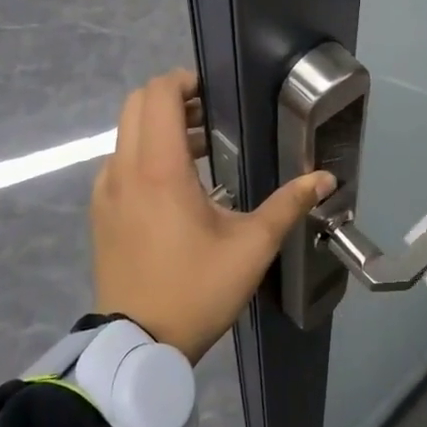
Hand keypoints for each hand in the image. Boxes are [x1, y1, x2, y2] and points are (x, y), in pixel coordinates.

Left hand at [91, 68, 333, 363]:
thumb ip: (289, 204)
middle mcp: (124, 169)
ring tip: (204, 149)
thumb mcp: (252, 247)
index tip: (215, 93)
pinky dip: (145, 154)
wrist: (137, 346)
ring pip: (126, 133)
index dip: (184, 80)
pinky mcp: (100, 212)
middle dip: (173, 99)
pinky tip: (177, 185)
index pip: (157, 94)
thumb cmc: (197, 289)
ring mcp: (106, 191)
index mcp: (159, 169)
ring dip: (160, 127)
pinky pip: (120, 162)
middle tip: (212, 116)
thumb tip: (326, 178)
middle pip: (137, 104)